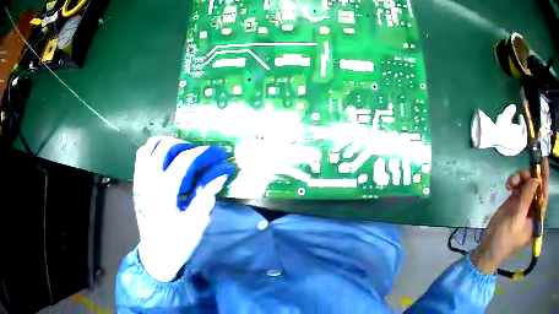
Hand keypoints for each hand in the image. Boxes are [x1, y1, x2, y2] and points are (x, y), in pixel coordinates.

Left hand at [133, 136, 234, 281]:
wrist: (155, 256)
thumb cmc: (177, 243)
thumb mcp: (196, 223)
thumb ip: (206, 196)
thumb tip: (220, 175)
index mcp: (164, 192)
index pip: (184, 160)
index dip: (202, 152)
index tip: (216, 153)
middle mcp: (149, 181)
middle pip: (164, 147)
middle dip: (184, 144)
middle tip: (196, 153)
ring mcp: (140, 181)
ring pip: (148, 148)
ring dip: (165, 144)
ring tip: (179, 151)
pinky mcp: (137, 184)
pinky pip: (141, 157)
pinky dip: (153, 151)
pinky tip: (164, 160)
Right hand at [472, 158, 548, 273]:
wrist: (488, 248)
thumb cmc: (504, 240)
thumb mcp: (516, 221)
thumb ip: (526, 200)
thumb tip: (536, 179)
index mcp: (536, 217)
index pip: (544, 195)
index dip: (545, 178)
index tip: (544, 161)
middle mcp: (532, 209)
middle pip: (536, 185)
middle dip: (530, 177)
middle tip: (522, 175)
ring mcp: (524, 204)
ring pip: (527, 183)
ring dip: (521, 178)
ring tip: (512, 182)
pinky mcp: (515, 201)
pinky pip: (519, 185)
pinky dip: (514, 181)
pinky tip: (509, 185)